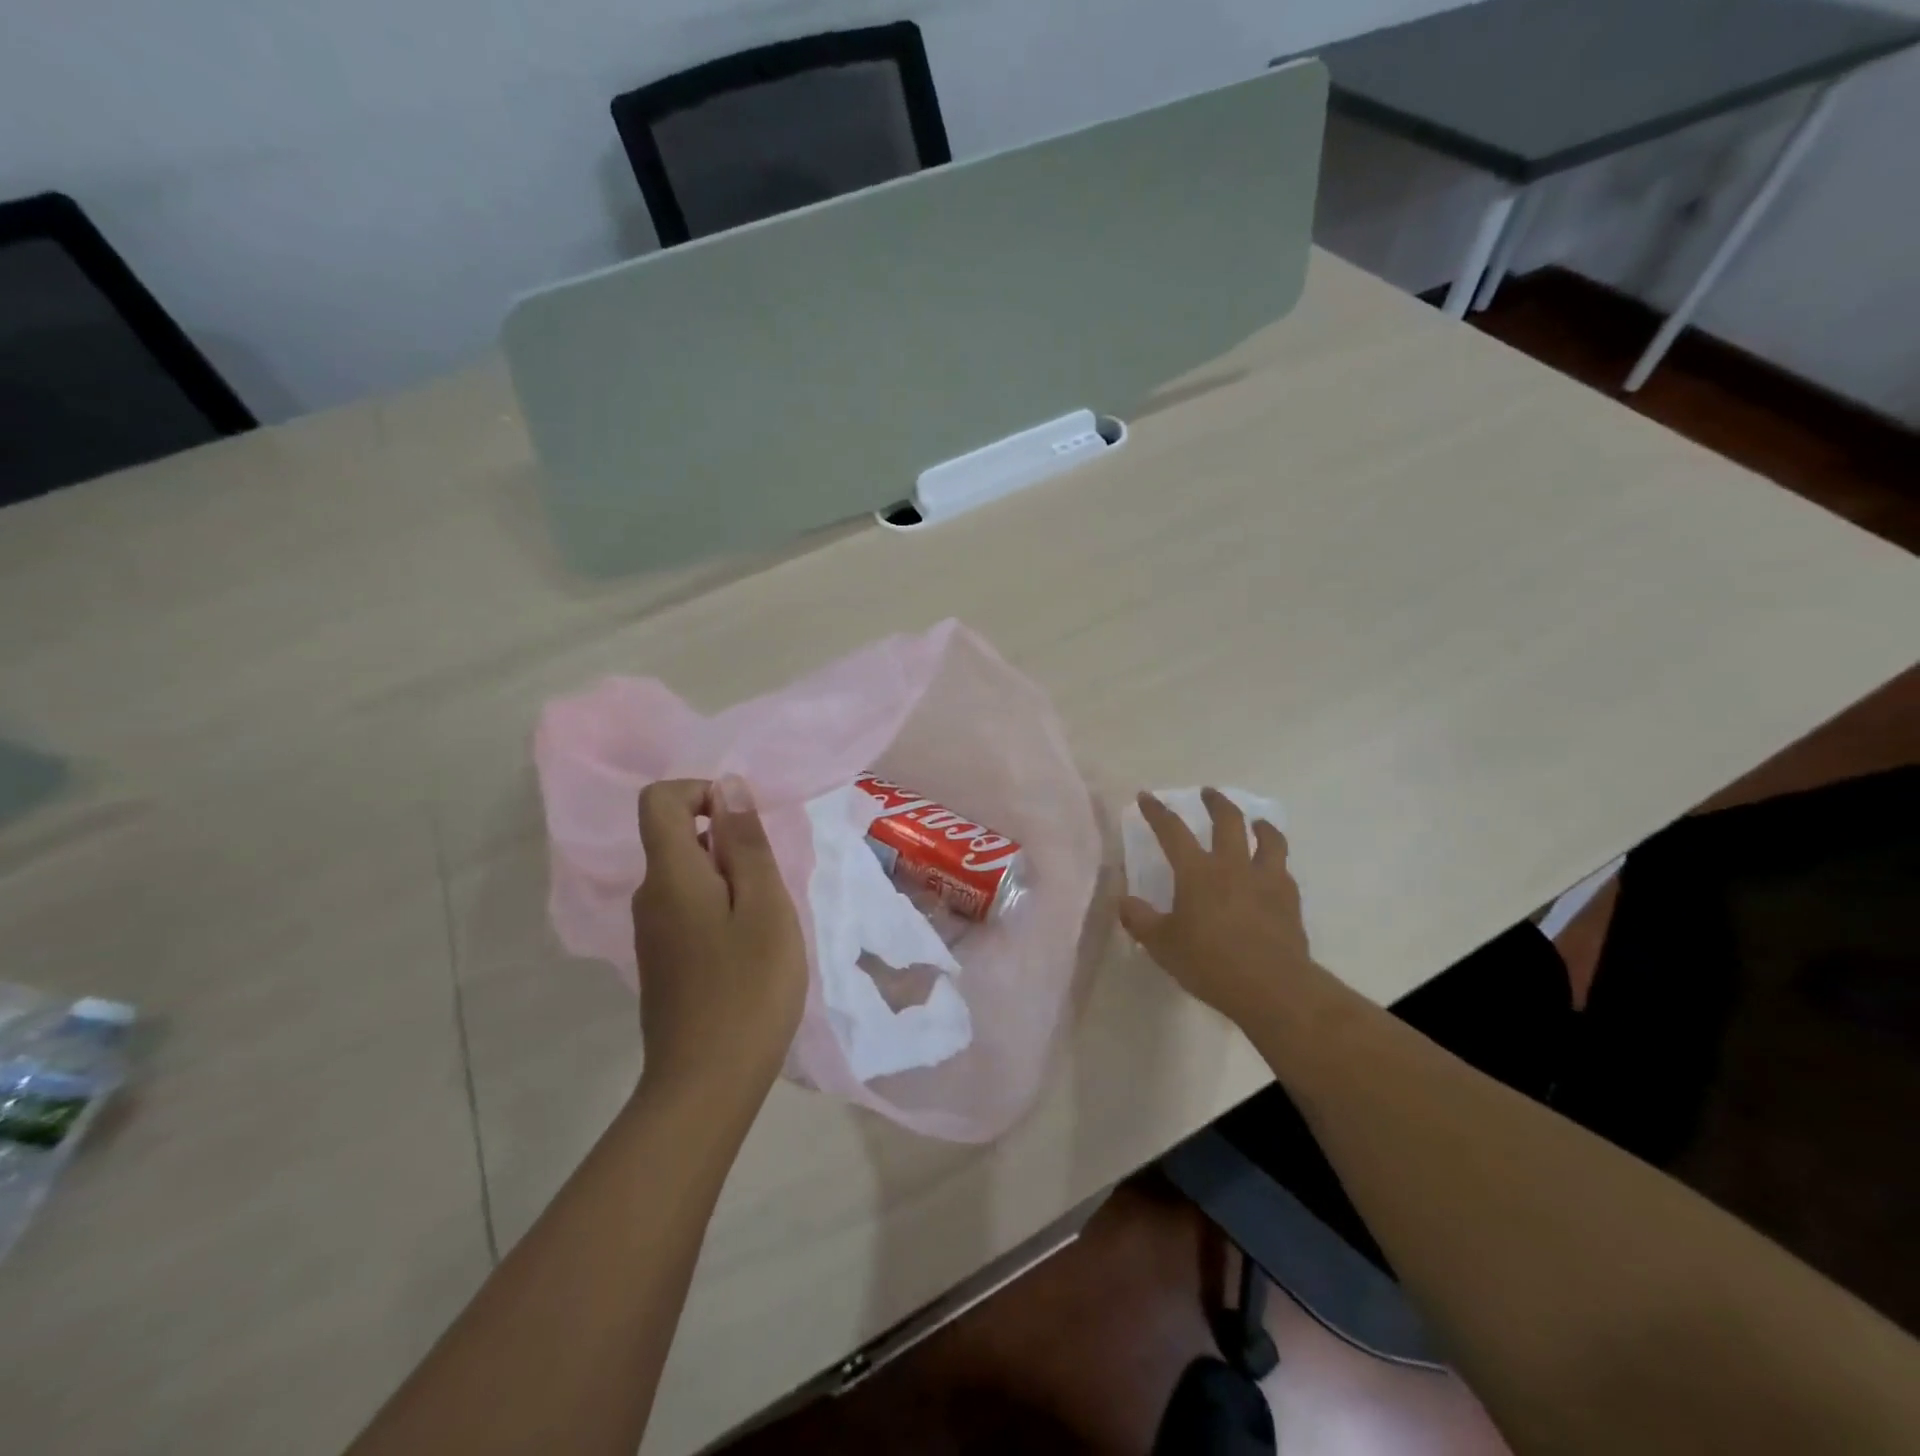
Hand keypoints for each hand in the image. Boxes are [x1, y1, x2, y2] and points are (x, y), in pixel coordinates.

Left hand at [630, 777, 806, 1106]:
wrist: (706, 1084)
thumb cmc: (748, 988)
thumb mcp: (765, 906)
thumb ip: (746, 843)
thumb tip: (726, 785)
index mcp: (669, 875)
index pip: (660, 800)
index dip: (701, 792)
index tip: (745, 825)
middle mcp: (649, 896)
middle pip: (677, 837)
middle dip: (729, 843)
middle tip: (771, 887)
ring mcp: (651, 932)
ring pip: (688, 876)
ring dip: (731, 879)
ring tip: (767, 921)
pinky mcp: (662, 960)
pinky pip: (688, 908)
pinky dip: (721, 908)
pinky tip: (750, 949)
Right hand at [1118, 788, 1345, 1033]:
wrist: (1272, 988)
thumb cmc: (1209, 963)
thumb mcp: (1162, 945)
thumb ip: (1140, 920)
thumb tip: (1124, 901)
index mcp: (1197, 872)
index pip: (1172, 831)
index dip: (1157, 812)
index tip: (1147, 796)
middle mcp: (1232, 866)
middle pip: (1228, 821)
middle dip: (1216, 803)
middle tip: (1209, 793)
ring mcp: (1266, 880)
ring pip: (1268, 839)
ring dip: (1260, 826)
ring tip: (1257, 822)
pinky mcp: (1289, 900)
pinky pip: (1284, 870)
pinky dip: (1276, 863)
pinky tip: (1274, 870)